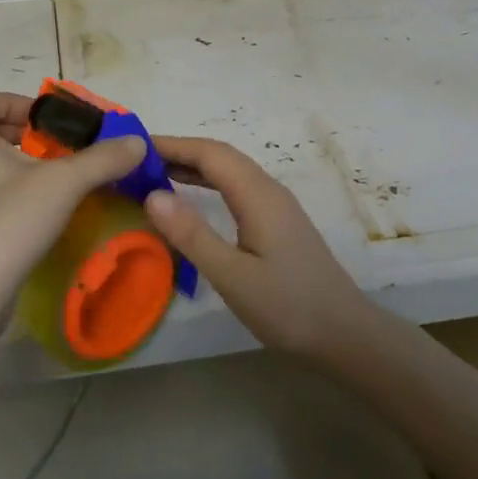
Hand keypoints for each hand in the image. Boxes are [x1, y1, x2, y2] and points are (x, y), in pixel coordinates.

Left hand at [0, 90, 145, 301]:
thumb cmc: (9, 221)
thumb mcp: (64, 183)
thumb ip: (103, 159)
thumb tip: (137, 144)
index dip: (17, 102)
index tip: (49, 123)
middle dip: (25, 134)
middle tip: (58, 150)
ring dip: (18, 163)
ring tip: (54, 180)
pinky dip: (8, 189)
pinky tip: (38, 211)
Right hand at [144, 136, 371, 358]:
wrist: (344, 333)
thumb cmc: (287, 306)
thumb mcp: (232, 275)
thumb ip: (192, 234)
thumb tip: (152, 194)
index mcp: (257, 194)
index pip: (210, 153)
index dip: (172, 144)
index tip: (133, 147)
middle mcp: (268, 189)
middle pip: (220, 155)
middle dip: (179, 151)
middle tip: (136, 161)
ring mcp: (276, 204)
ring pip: (230, 170)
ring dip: (193, 166)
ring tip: (154, 174)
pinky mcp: (278, 221)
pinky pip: (237, 187)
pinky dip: (208, 183)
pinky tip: (192, 198)